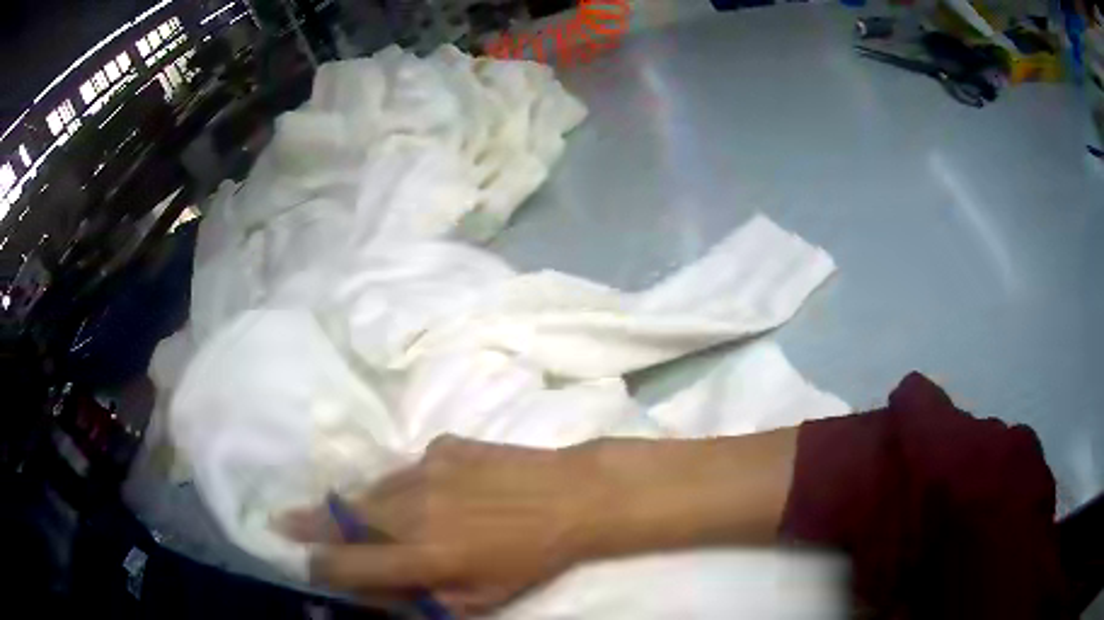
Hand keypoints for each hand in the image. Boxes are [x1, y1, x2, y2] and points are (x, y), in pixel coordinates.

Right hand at [279, 436, 609, 615]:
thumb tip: (373, 588)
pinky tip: (426, 496)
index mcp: (422, 554)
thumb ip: (419, 596)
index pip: (345, 563)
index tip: (310, 566)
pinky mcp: (442, 446)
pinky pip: (408, 471)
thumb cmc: (530, 558)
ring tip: (340, 512)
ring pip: (370, 491)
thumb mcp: (479, 596)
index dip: (320, 567)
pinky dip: (403, 488)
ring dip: (356, 506)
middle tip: (284, 521)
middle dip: (310, 523)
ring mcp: (425, 469)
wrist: (572, 496)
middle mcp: (411, 508)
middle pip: (341, 516)